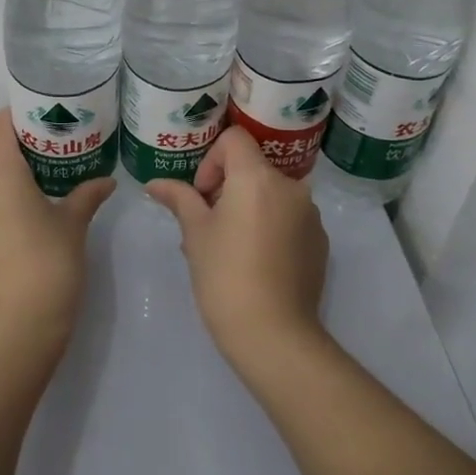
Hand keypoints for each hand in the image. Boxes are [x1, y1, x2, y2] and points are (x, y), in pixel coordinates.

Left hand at [0, 108, 115, 355]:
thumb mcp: (73, 225)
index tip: (39, 121)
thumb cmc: (49, 265)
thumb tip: (106, 180)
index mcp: (0, 173)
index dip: (14, 118)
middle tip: (34, 156)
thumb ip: (87, 195)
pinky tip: (12, 224)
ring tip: (24, 189)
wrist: (15, 328)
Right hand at [145, 127, 328, 370]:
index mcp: (258, 177)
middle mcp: (291, 186)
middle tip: (207, 225)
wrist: (275, 335)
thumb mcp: (195, 234)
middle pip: (253, 167)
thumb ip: (179, 199)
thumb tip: (155, 183)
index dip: (211, 160)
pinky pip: (289, 218)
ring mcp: (310, 214)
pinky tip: (256, 263)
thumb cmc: (226, 276)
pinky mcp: (320, 241)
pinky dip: (270, 227)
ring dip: (249, 208)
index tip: (202, 195)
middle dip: (227, 188)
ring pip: (271, 195)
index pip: (234, 139)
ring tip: (229, 247)